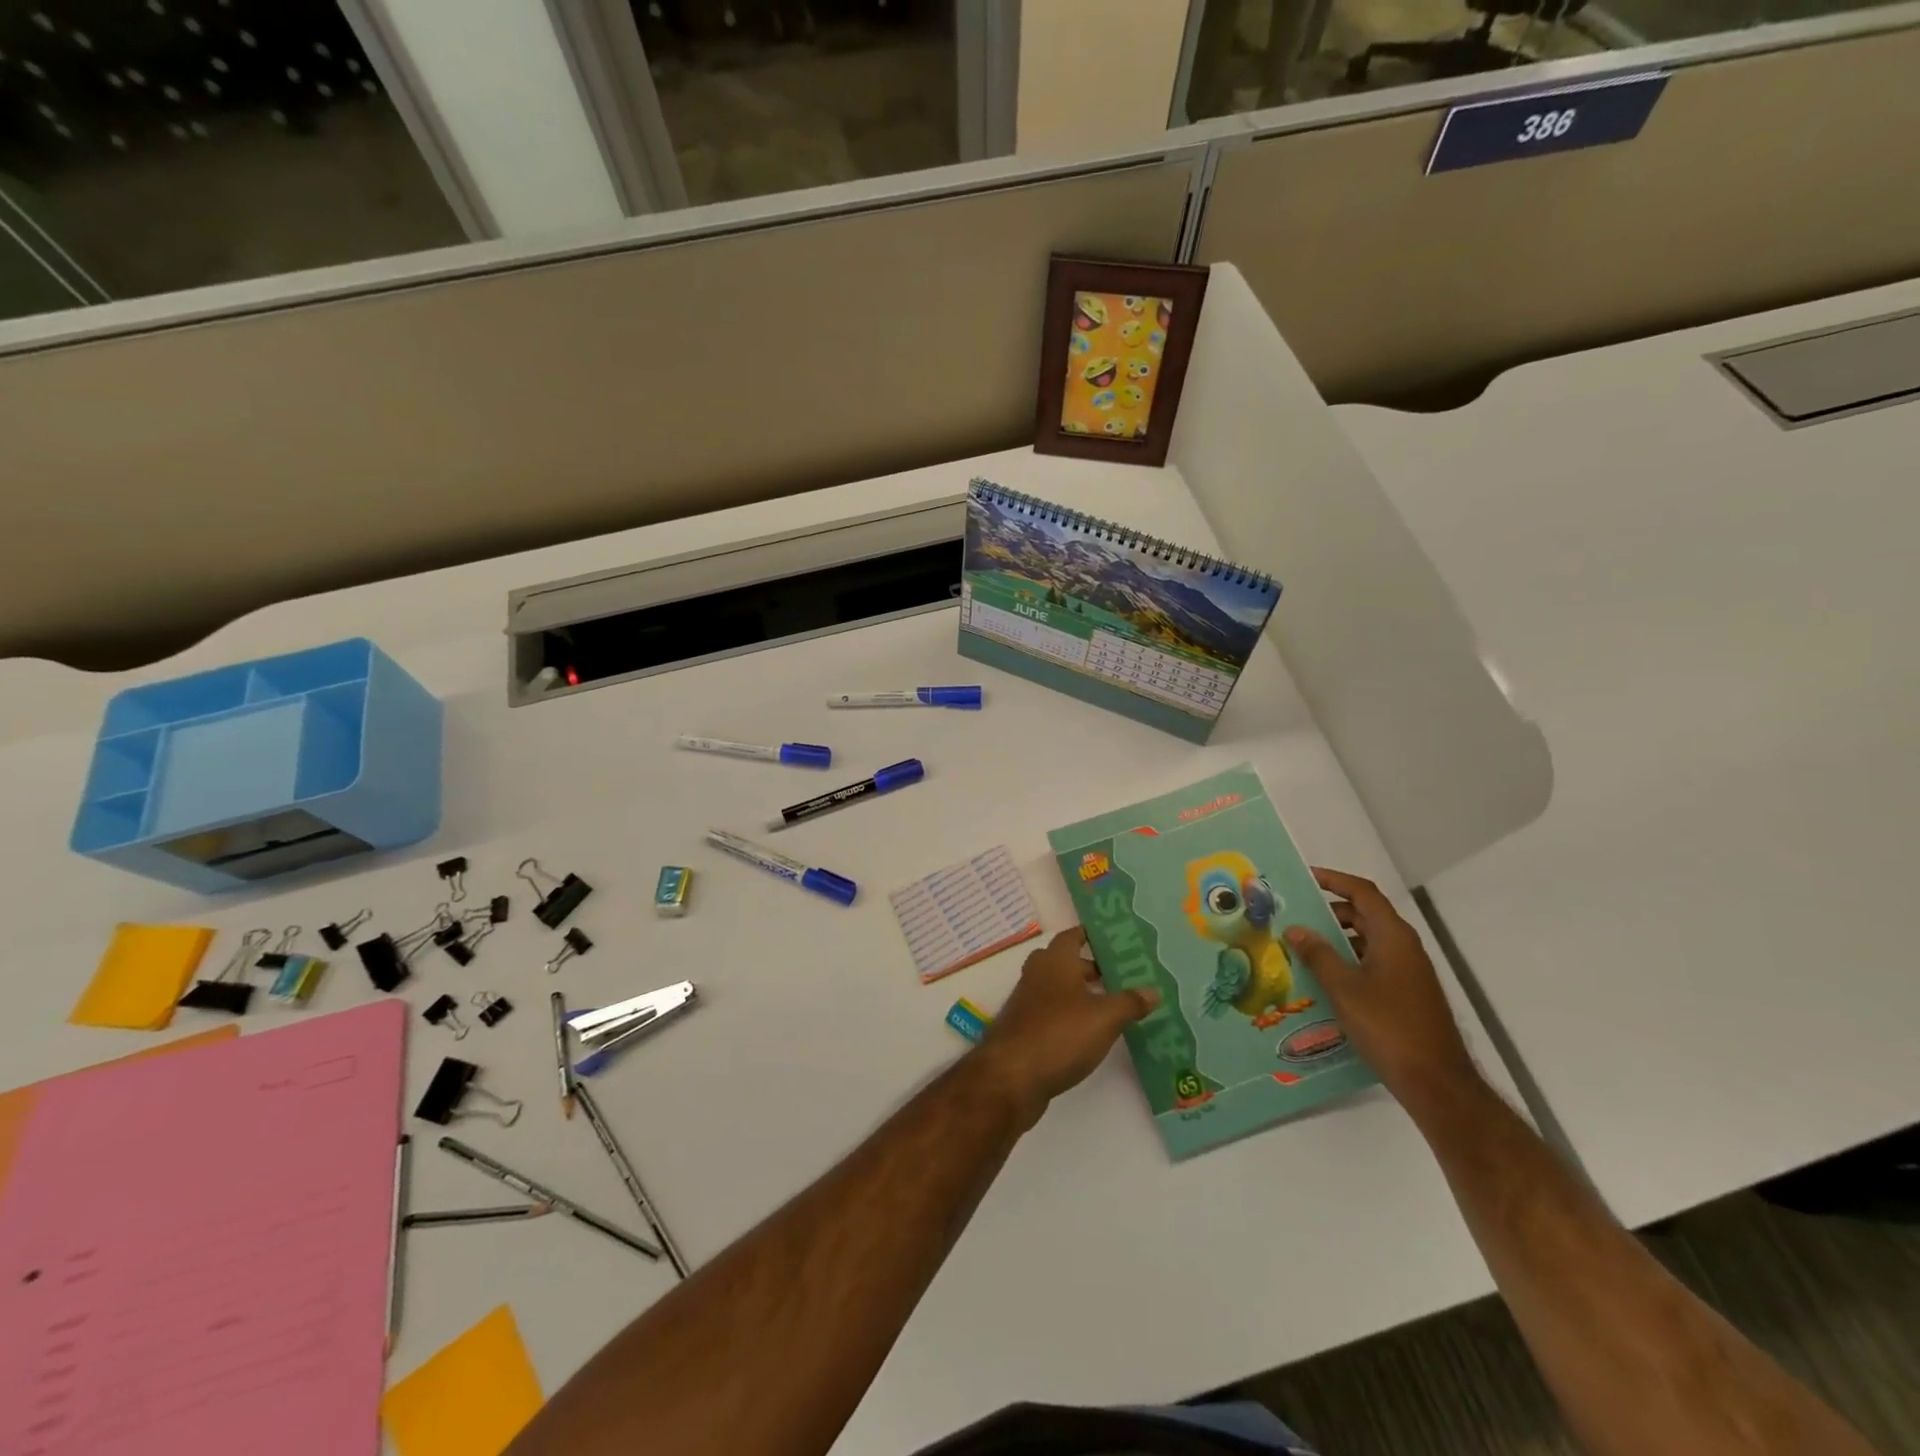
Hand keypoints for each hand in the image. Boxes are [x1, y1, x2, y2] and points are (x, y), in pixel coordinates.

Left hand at [974, 927, 1158, 1130]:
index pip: (1071, 936)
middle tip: (1118, 976)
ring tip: (1110, 1005)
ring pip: (1056, 988)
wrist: (1012, 1076)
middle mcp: (1037, 975)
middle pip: (1063, 962)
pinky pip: (1050, 1013)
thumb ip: (1129, 1002)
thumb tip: (1153, 990)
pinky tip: (1088, 1033)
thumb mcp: (1104, 1017)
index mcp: (1055, 961)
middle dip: (1088, 967)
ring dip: (1079, 993)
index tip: (1111, 938)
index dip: (1089, 935)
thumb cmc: (1060, 1034)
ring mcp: (1027, 1003)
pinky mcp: (1024, 1029)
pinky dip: (1068, 1016)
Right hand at [1283, 867, 1476, 1107]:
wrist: (1436, 1083)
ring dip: (1338, 939)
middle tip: (1295, 916)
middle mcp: (1405, 947)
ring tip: (1302, 947)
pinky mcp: (1408, 994)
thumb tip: (1296, 929)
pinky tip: (1325, 980)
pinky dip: (1349, 961)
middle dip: (1330, 911)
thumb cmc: (1388, 1027)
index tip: (1305, 878)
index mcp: (1393, 937)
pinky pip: (1373, 963)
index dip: (1334, 880)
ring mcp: (1409, 972)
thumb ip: (1318, 954)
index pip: (1363, 893)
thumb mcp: (1344, 988)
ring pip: (1369, 941)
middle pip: (1366, 915)